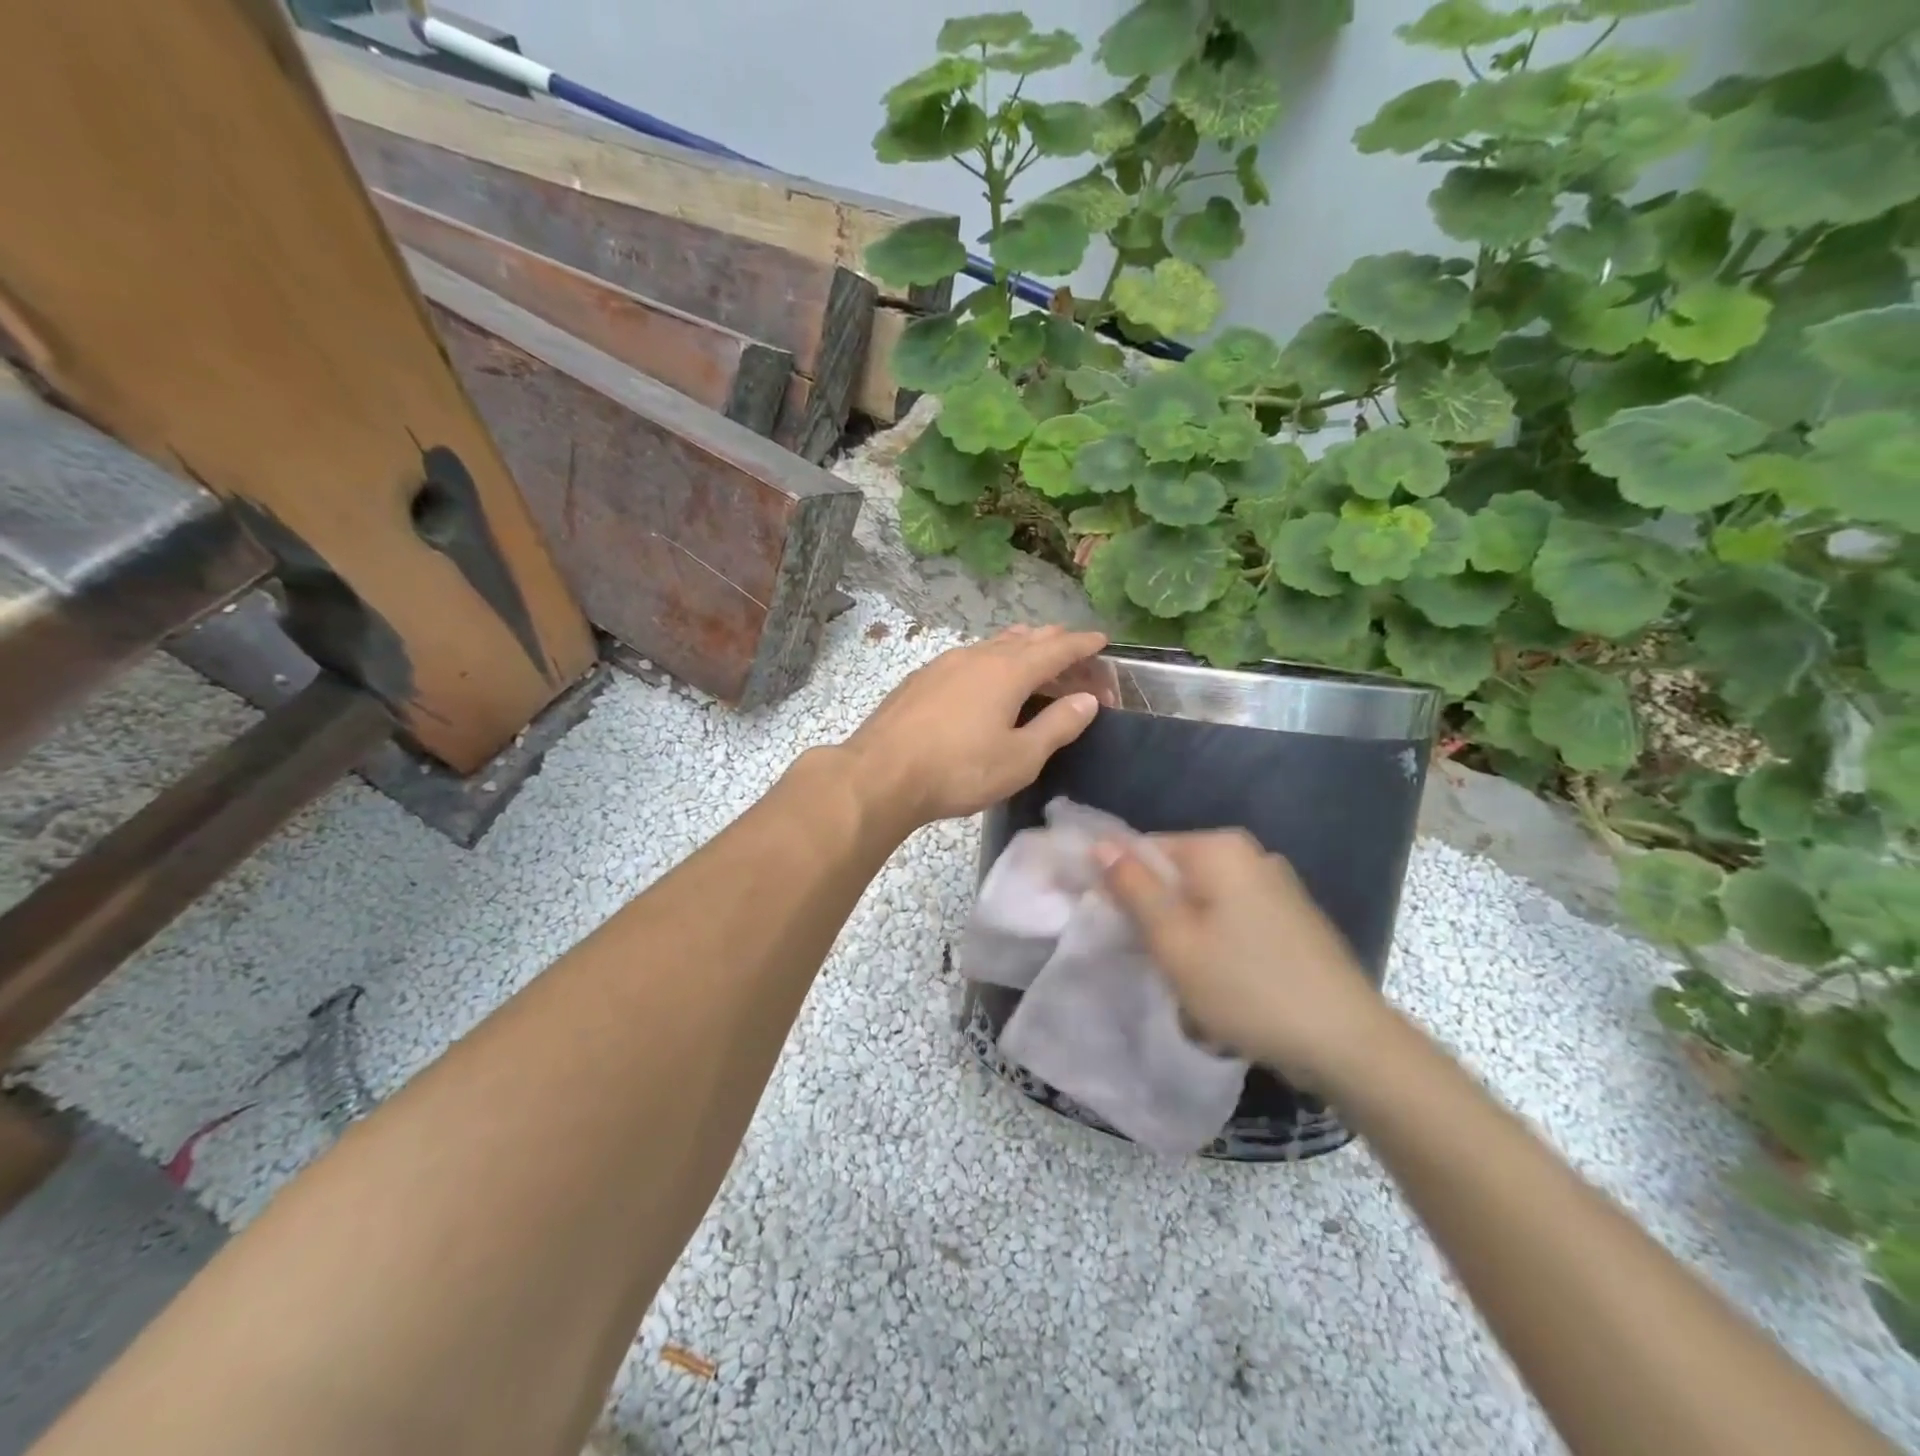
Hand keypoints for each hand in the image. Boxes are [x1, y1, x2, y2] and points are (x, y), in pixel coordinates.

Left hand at [841, 625, 1107, 830]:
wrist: (880, 774)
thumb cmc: (958, 770)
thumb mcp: (1020, 758)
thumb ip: (1057, 726)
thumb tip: (1086, 699)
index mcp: (1008, 671)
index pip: (1057, 648)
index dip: (1082, 644)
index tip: (1101, 640)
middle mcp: (977, 656)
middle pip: (1025, 639)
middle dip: (1054, 642)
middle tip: (1073, 652)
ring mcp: (944, 664)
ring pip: (992, 644)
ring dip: (1020, 647)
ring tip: (1033, 654)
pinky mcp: (921, 679)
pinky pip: (968, 658)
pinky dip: (990, 659)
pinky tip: (983, 676)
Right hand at [1099, 830, 1390, 1090]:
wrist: (1348, 1043)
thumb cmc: (1246, 987)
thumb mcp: (1174, 940)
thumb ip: (1133, 888)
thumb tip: (1100, 844)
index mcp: (1220, 848)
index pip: (1145, 849)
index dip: (1120, 886)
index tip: (1113, 928)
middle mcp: (1252, 855)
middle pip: (1177, 876)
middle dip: (1158, 917)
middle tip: (1156, 962)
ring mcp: (1278, 886)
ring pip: (1204, 904)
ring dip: (1188, 938)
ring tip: (1192, 985)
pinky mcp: (1294, 918)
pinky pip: (1234, 920)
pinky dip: (1219, 947)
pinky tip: (1227, 987)